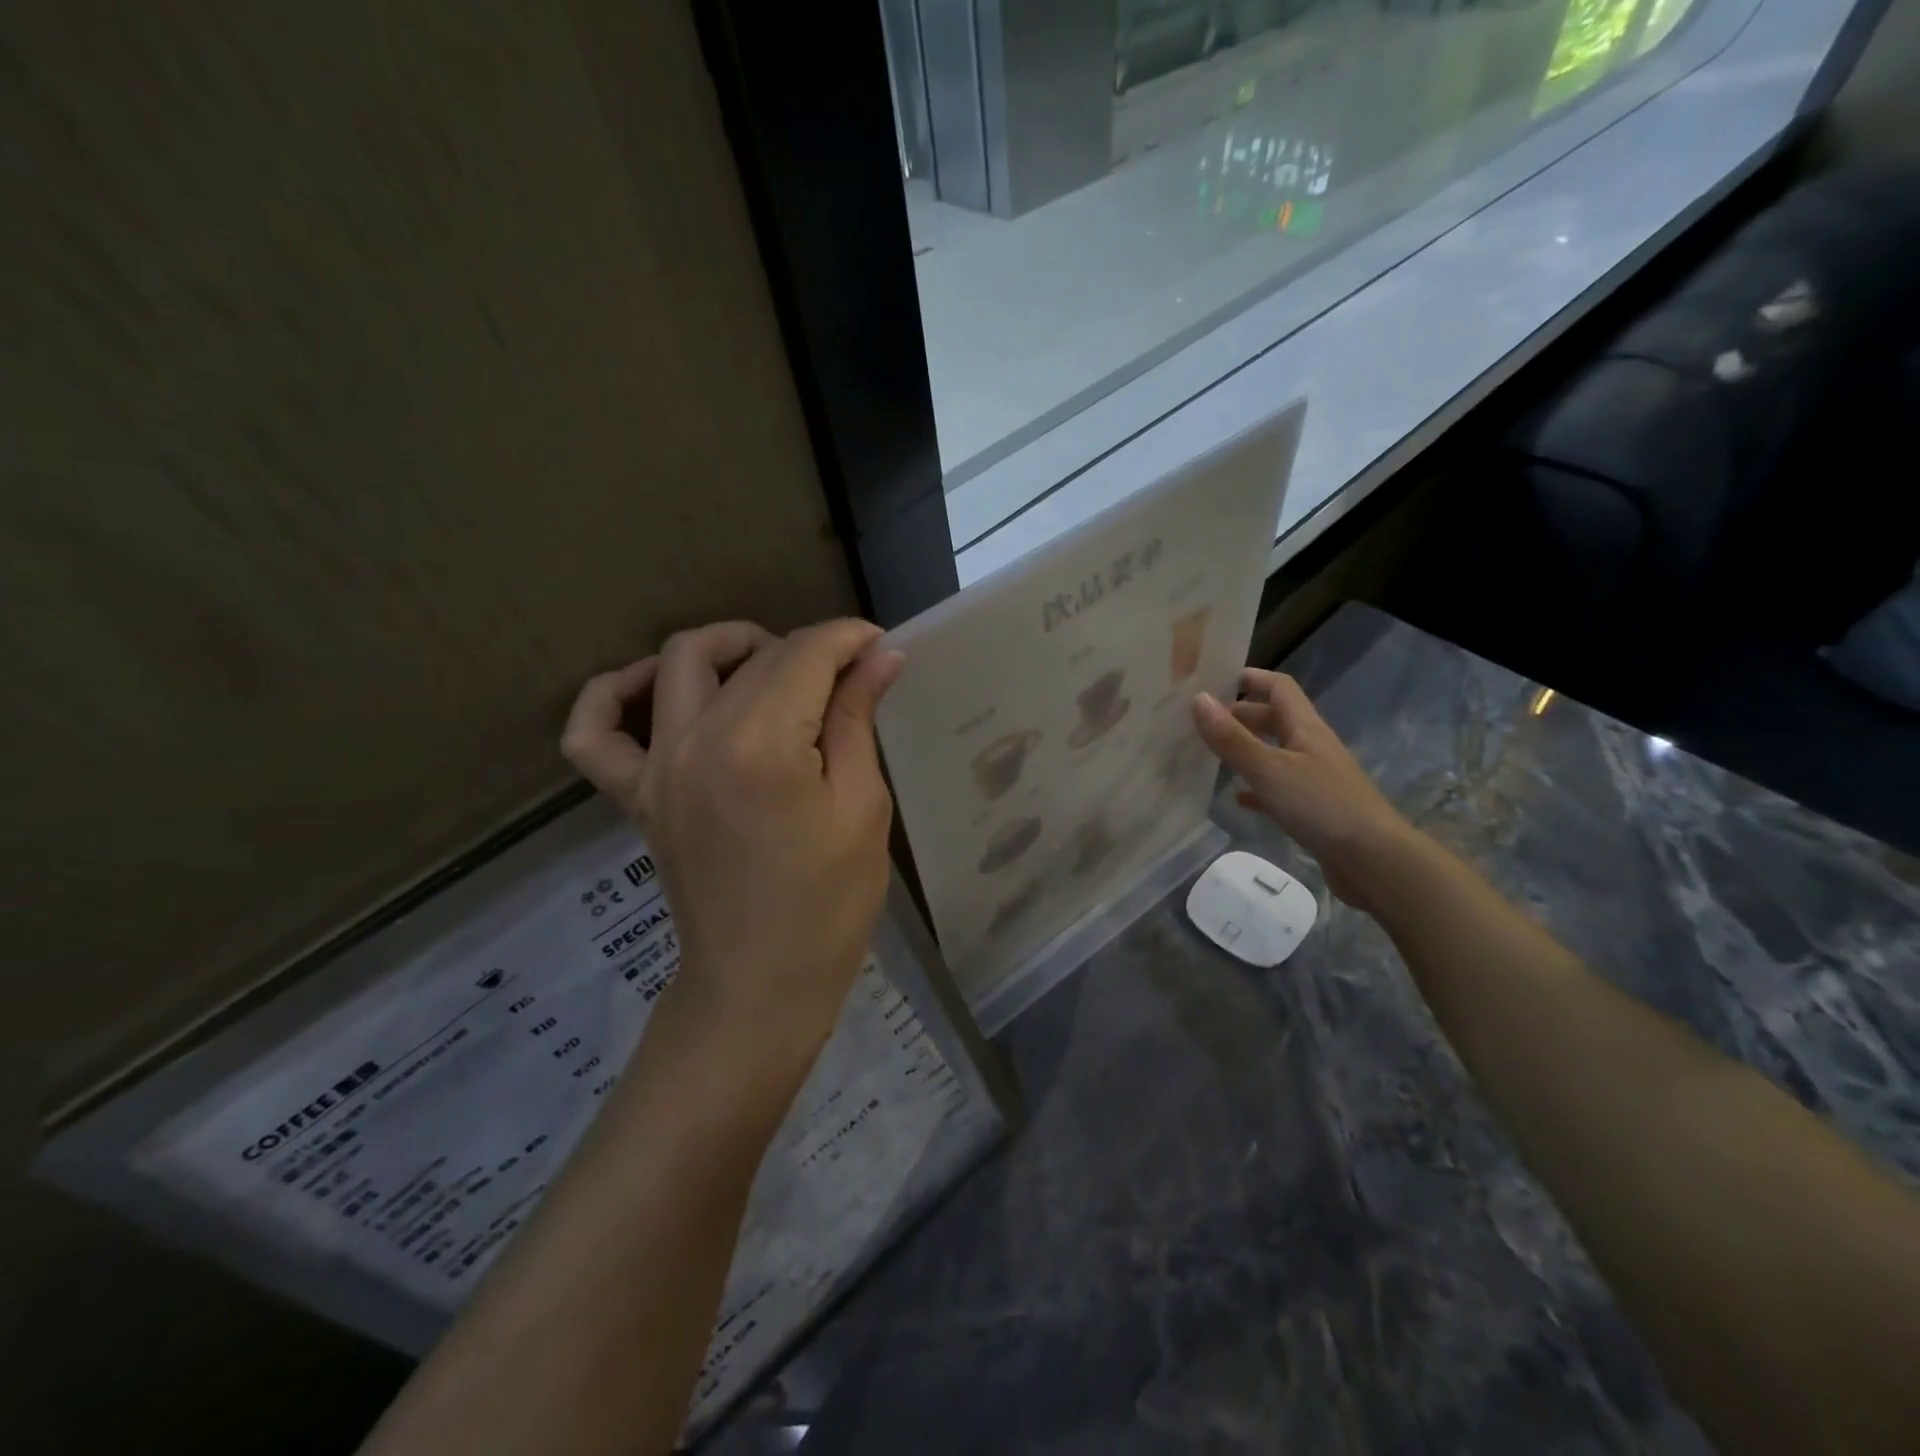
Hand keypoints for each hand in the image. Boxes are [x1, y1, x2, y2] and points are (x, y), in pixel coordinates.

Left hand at [562, 619, 904, 1062]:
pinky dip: (613, 695)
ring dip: (729, 647)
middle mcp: (697, 741)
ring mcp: (656, 767)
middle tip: (848, 675)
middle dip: (809, 648)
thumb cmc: (829, 904)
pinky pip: (594, 731)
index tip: (879, 645)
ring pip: (679, 662)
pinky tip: (652, 688)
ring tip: (771, 670)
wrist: (760, 984)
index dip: (847, 639)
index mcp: (762, 746)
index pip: (804, 655)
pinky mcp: (635, 794)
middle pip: (754, 656)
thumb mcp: (862, 807)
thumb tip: (880, 656)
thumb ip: (857, 720)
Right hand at [1191, 668, 1417, 911]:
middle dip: (1240, 715)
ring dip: (1246, 750)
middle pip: (1274, 719)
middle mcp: (1311, 746)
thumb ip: (1232, 738)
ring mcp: (1314, 778)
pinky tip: (1237, 798)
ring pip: (1274, 753)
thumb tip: (1199, 698)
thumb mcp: (1269, 770)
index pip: (1278, 687)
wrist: (1374, 861)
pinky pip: (1278, 788)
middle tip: (1201, 721)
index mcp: (1305, 728)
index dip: (1250, 678)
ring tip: (1210, 755)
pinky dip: (1256, 787)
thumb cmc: (1321, 806)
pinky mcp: (1313, 808)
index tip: (1214, 679)